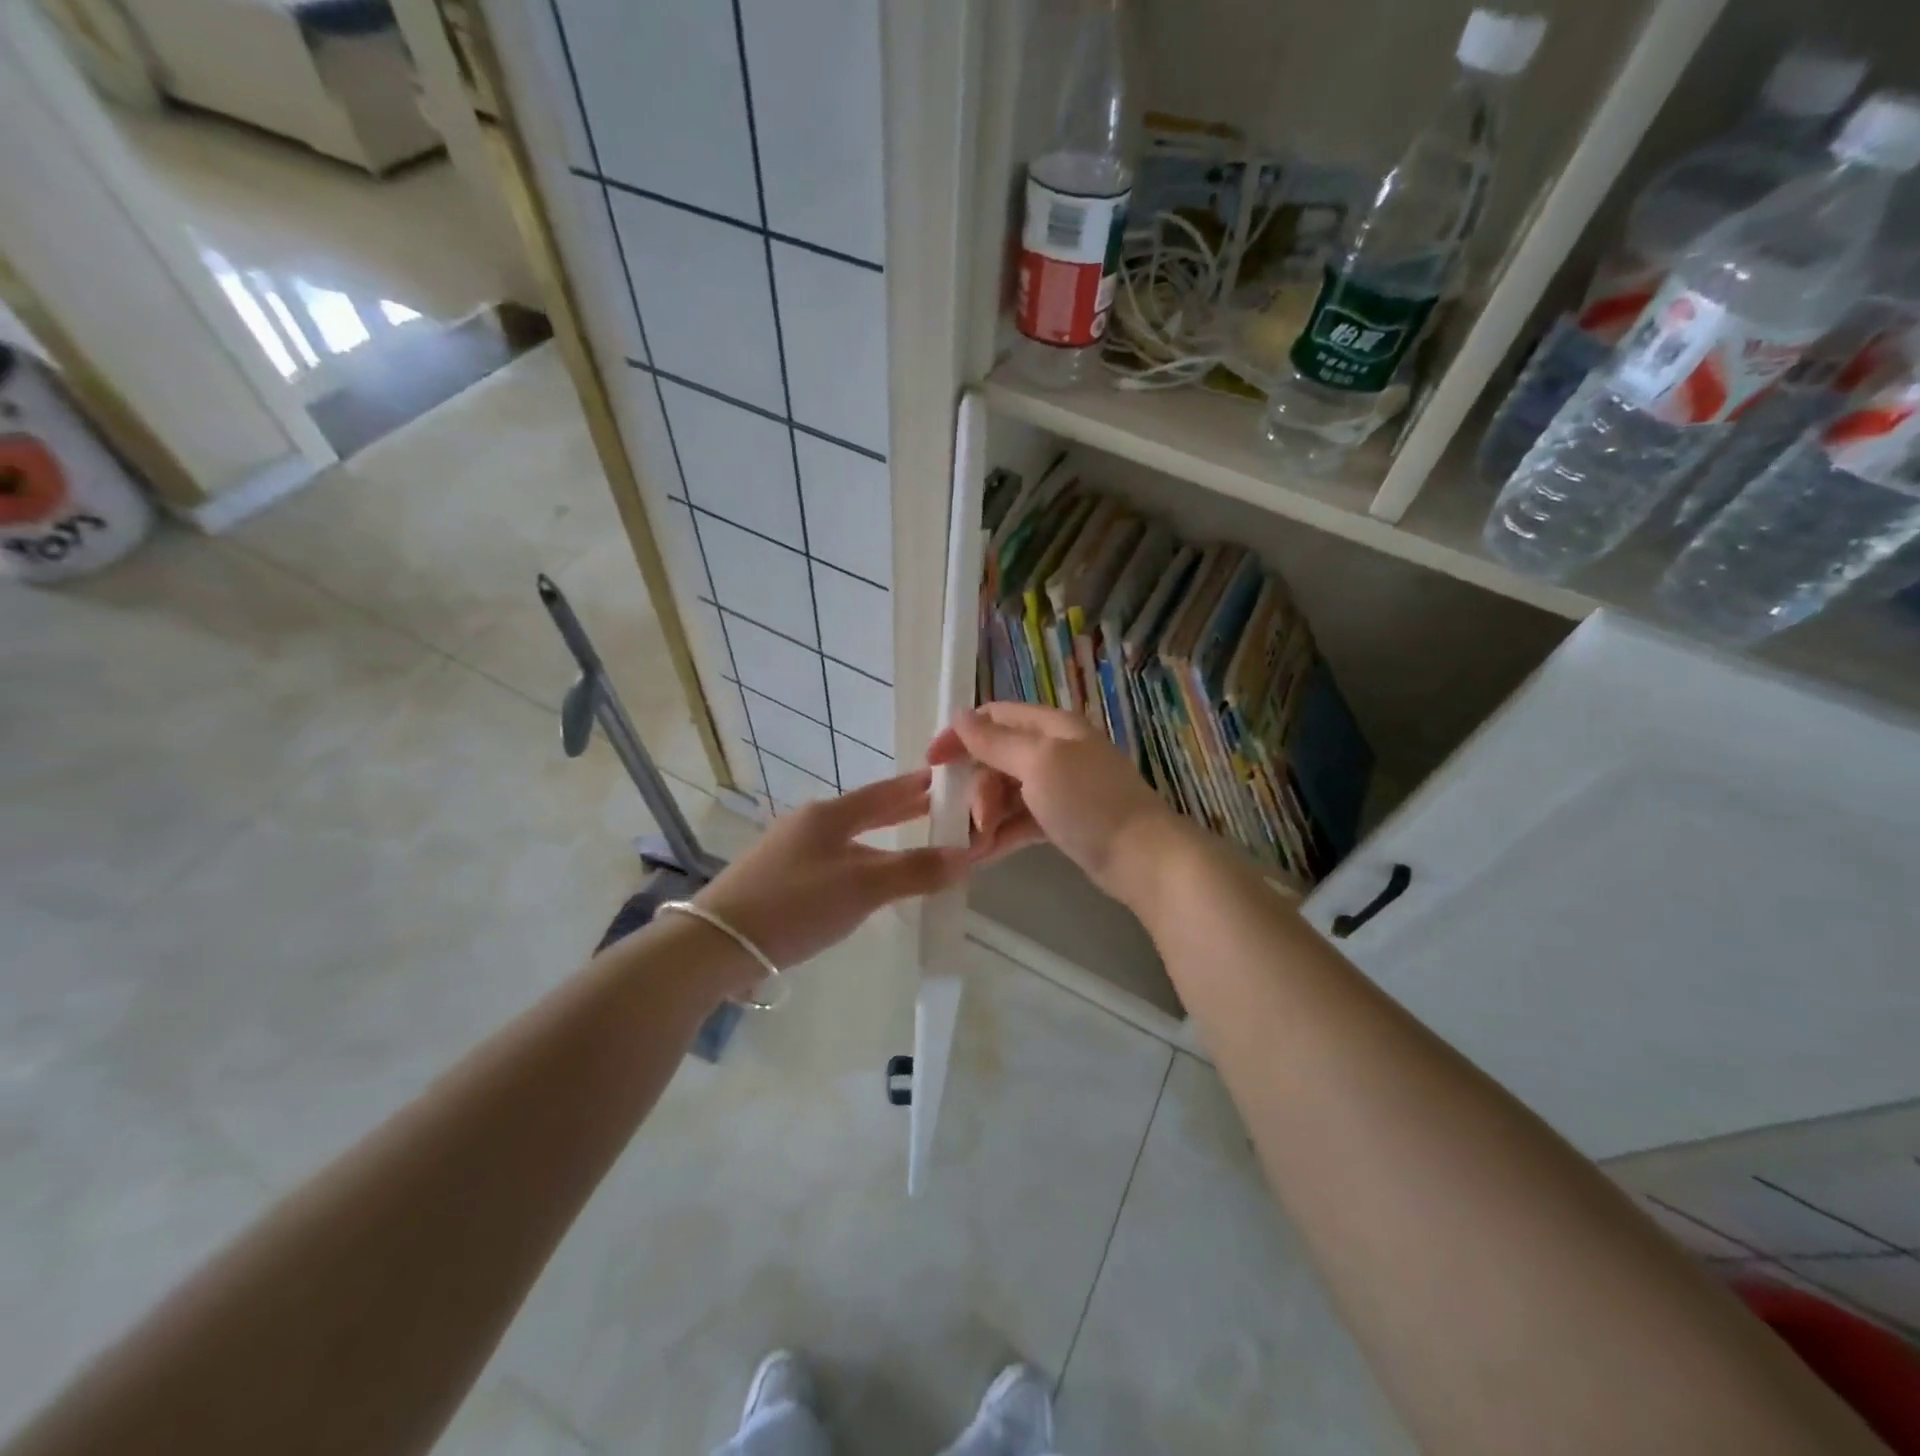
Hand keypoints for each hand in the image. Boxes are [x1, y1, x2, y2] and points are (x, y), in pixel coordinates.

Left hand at [693, 769, 967, 971]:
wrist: (715, 943)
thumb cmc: (795, 905)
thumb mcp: (862, 888)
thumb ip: (915, 870)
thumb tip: (966, 856)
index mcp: (830, 815)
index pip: (884, 792)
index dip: (916, 787)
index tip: (945, 779)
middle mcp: (810, 823)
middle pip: (866, 811)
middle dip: (902, 809)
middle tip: (936, 807)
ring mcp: (790, 850)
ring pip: (849, 837)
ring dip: (882, 837)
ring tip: (910, 842)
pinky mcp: (778, 877)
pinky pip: (834, 859)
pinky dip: (861, 860)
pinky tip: (866, 879)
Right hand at [926, 703, 1179, 905]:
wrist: (1143, 858)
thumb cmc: (1088, 802)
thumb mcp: (1038, 764)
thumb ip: (995, 742)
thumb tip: (959, 716)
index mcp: (1052, 727)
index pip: (995, 717)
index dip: (960, 735)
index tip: (932, 764)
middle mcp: (1055, 751)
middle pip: (997, 758)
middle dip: (977, 787)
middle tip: (972, 819)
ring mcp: (1060, 787)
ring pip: (1007, 792)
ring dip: (986, 815)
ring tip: (975, 844)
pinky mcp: (1062, 820)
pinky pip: (1021, 820)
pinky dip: (1002, 833)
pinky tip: (983, 855)